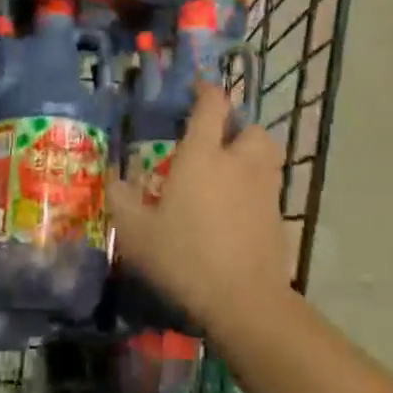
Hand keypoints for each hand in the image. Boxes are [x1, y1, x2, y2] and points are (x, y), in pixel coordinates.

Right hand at [106, 83, 292, 329]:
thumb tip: (113, 177)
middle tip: (216, 141)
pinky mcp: (279, 216)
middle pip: (250, 126)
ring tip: (232, 171)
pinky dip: (258, 189)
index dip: (205, 91)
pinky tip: (239, 210)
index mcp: (203, 154)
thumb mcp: (136, 233)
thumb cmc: (184, 257)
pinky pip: (270, 188)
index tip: (194, 91)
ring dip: (252, 153)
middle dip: (236, 127)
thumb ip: (121, 199)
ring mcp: (264, 188)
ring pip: (267, 153)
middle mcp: (238, 161)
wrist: (244, 301)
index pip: (212, 104)